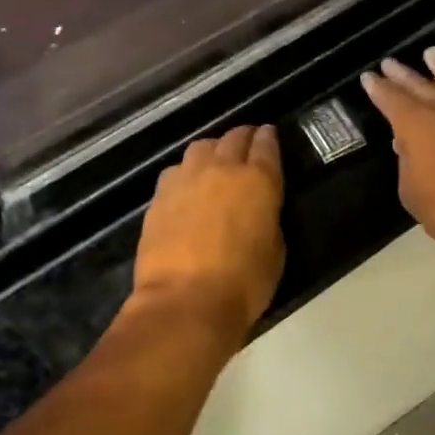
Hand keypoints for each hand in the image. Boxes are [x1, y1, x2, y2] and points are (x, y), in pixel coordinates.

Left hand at [131, 125, 285, 339]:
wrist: (185, 301)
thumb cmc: (243, 283)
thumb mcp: (274, 251)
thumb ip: (267, 220)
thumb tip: (258, 211)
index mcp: (258, 181)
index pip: (266, 146)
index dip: (269, 138)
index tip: (269, 134)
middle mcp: (221, 170)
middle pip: (233, 138)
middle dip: (243, 137)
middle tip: (247, 142)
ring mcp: (186, 180)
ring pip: (200, 147)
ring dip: (212, 150)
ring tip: (215, 162)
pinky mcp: (159, 196)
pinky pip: (176, 171)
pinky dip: (186, 173)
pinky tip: (187, 187)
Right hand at [360, 49, 434, 241]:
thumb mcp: (410, 191)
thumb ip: (407, 163)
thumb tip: (406, 145)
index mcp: (414, 125)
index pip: (389, 100)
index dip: (377, 88)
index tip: (368, 77)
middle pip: (420, 86)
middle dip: (402, 75)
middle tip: (390, 62)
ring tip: (432, 53)